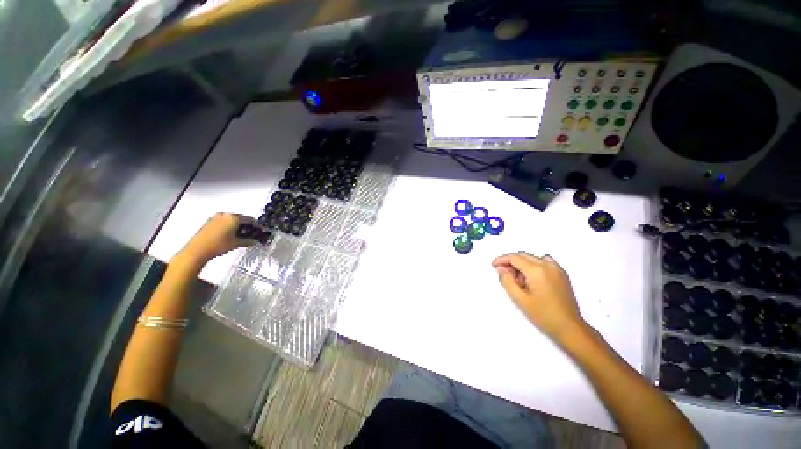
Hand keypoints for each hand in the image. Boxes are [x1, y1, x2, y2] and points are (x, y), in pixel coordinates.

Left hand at [175, 213, 261, 267]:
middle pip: (241, 218)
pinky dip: (230, 226)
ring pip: (232, 220)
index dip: (256, 226)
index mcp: (233, 218)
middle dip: (247, 226)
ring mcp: (216, 217)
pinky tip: (231, 235)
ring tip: (241, 235)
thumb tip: (256, 241)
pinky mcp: (209, 222)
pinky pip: (224, 222)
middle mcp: (225, 215)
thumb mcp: (236, 243)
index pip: (250, 219)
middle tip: (252, 233)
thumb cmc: (219, 245)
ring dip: (238, 226)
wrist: (197, 250)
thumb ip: (248, 241)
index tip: (260, 231)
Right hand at [492, 252, 586, 342]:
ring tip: (518, 280)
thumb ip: (507, 280)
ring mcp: (557, 268)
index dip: (502, 260)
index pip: (514, 257)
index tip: (494, 266)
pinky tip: (531, 279)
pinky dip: (533, 265)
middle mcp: (548, 265)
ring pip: (532, 258)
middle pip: (523, 255)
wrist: (570, 328)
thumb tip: (501, 268)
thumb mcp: (519, 299)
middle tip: (504, 274)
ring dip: (522, 264)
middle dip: (511, 262)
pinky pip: (543, 262)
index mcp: (537, 270)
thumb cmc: (543, 315)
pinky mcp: (562, 274)